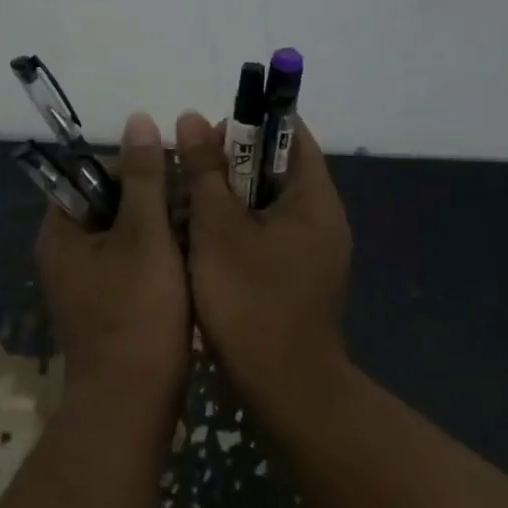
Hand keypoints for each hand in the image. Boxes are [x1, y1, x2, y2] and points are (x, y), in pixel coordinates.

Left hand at [35, 112, 191, 417]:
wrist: (131, 406)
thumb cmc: (137, 314)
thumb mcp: (145, 235)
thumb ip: (144, 177)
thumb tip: (138, 119)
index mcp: (62, 229)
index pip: (93, 173)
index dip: (136, 167)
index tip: (177, 176)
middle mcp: (64, 252)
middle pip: (110, 203)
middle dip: (153, 198)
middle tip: (194, 202)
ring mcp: (83, 281)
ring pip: (124, 234)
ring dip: (159, 227)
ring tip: (199, 228)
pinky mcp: (104, 304)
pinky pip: (129, 263)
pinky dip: (156, 255)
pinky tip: (191, 260)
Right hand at [174, 110, 353, 428]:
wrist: (284, 390)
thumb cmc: (250, 301)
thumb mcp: (217, 228)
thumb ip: (205, 170)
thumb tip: (192, 117)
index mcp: (314, 198)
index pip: (291, 135)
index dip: (250, 124)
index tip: (208, 135)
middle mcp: (321, 218)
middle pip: (275, 168)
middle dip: (230, 163)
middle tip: (187, 171)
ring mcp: (312, 250)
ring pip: (266, 202)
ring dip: (227, 196)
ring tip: (186, 203)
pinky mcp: (297, 276)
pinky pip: (266, 232)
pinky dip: (236, 227)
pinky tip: (201, 240)